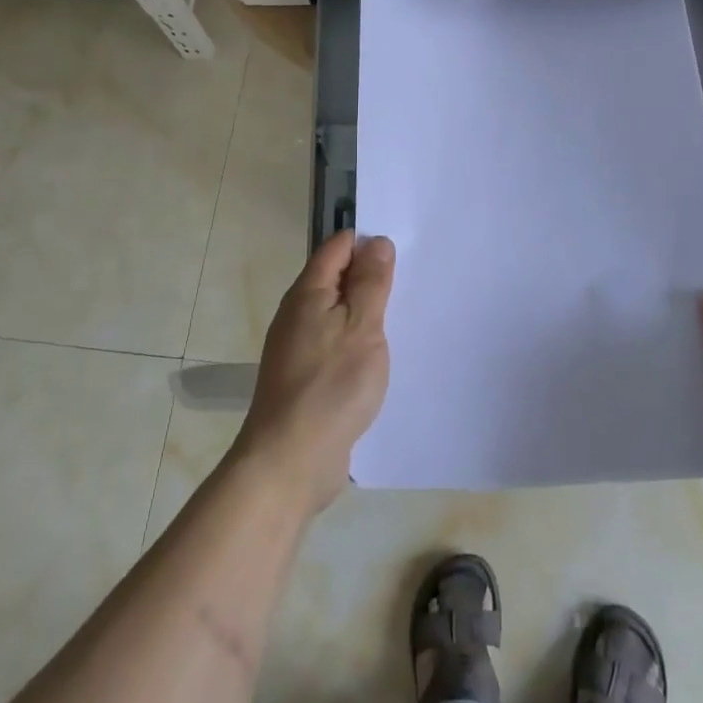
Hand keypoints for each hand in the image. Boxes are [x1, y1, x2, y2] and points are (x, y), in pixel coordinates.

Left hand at [233, 231, 394, 519]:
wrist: (290, 460)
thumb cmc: (331, 386)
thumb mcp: (362, 327)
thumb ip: (371, 283)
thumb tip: (376, 242)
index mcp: (308, 293)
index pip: (337, 247)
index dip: (367, 242)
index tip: (403, 251)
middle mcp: (297, 314)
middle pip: (336, 279)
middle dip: (370, 276)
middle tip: (412, 282)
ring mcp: (298, 348)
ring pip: (336, 314)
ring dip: (365, 312)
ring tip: (403, 317)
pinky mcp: (305, 378)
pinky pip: (335, 344)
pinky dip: (356, 342)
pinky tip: (378, 358)